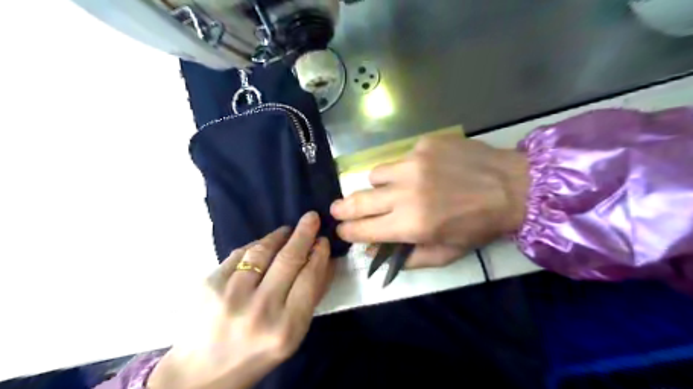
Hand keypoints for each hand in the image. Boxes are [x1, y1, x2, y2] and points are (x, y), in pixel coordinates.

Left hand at [147, 213, 334, 387]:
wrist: (200, 372)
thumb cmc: (256, 354)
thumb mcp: (291, 336)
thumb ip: (311, 298)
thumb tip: (326, 262)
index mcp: (286, 328)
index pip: (309, 278)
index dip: (319, 254)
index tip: (323, 240)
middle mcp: (259, 310)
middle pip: (288, 259)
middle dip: (303, 234)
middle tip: (311, 218)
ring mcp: (230, 295)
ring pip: (262, 251)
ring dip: (278, 236)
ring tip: (287, 230)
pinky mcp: (209, 284)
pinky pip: (240, 254)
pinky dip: (255, 246)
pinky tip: (263, 245)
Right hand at [333, 135, 527, 268]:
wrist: (512, 186)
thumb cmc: (479, 226)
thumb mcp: (445, 254)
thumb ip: (406, 257)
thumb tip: (373, 250)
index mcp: (412, 224)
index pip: (364, 229)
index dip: (348, 231)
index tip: (341, 229)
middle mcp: (407, 192)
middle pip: (359, 200)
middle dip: (343, 208)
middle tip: (336, 209)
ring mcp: (414, 163)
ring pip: (375, 174)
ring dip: (378, 186)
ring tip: (392, 189)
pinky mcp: (424, 144)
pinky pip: (400, 158)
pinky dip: (404, 169)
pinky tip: (425, 172)